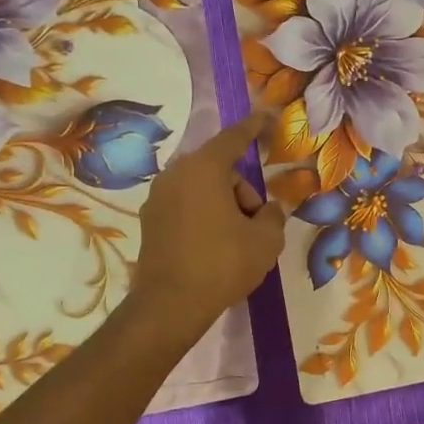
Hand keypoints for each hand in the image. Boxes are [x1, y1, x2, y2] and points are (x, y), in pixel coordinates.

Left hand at [128, 112, 285, 343]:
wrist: (170, 305)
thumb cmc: (223, 263)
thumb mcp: (266, 240)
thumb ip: (273, 216)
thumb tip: (266, 212)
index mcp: (204, 168)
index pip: (234, 138)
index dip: (254, 127)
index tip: (268, 117)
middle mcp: (176, 175)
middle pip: (219, 169)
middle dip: (242, 190)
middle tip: (256, 223)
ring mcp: (158, 198)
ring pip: (203, 188)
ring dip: (224, 205)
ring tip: (237, 241)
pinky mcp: (150, 221)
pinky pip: (187, 206)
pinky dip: (204, 217)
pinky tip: (216, 247)